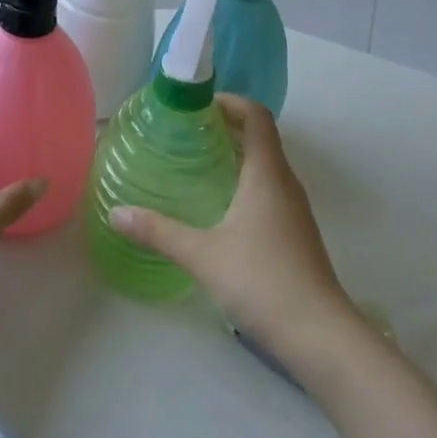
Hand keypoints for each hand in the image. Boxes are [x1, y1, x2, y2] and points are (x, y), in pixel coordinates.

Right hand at [108, 95, 354, 349]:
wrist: (319, 334)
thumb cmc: (262, 281)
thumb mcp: (202, 254)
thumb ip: (158, 232)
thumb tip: (116, 213)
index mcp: (267, 174)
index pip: (257, 117)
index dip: (231, 102)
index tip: (199, 105)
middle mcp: (285, 183)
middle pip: (261, 138)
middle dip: (227, 128)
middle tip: (186, 132)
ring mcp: (294, 209)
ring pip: (266, 166)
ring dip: (237, 155)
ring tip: (197, 163)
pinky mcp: (296, 233)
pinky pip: (270, 190)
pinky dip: (245, 182)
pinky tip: (220, 206)